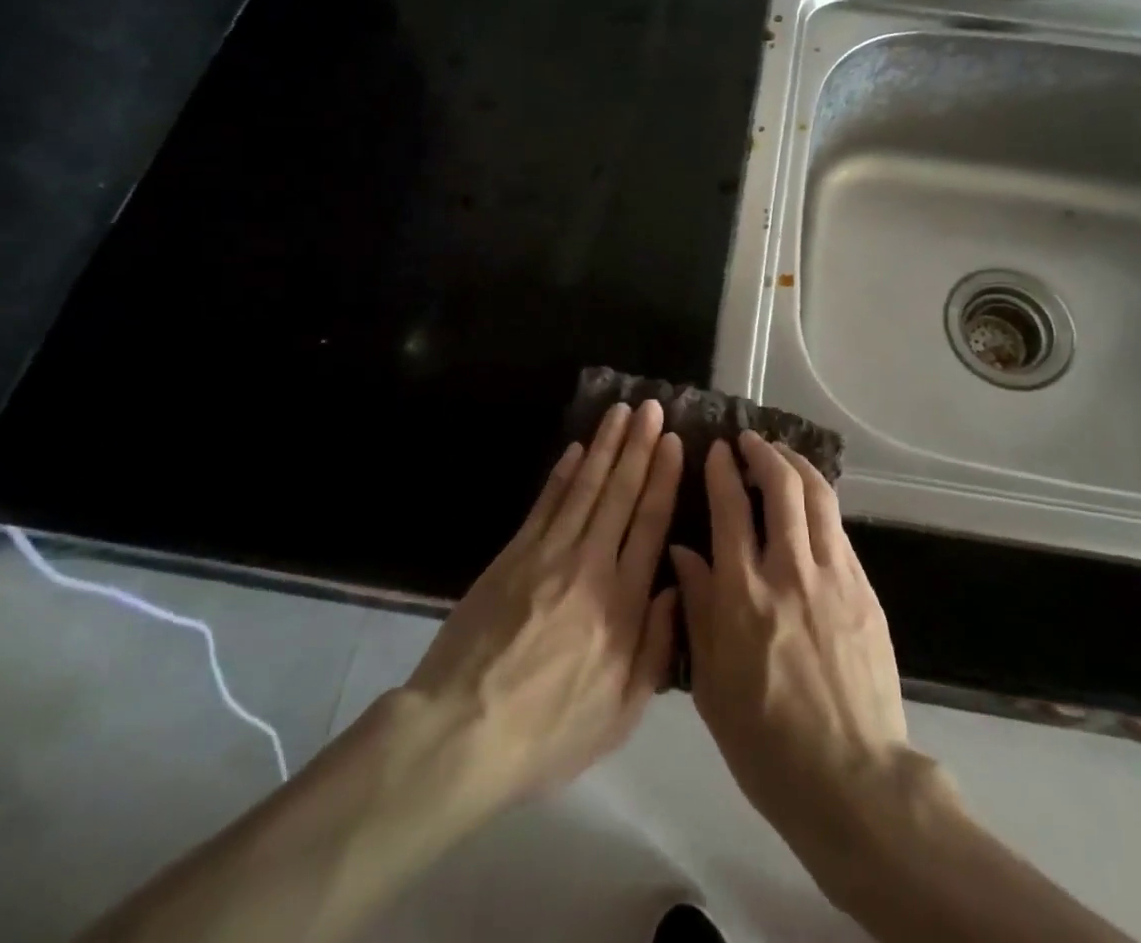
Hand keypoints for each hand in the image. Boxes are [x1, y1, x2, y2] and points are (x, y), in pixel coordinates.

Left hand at [395, 400, 682, 811]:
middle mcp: (589, 565)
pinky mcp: (512, 555)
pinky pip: (545, 504)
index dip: (663, 478)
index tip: (674, 441)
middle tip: (652, 408)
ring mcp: (546, 555)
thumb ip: (657, 646)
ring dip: (605, 446)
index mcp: (622, 603)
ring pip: (584, 487)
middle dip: (639, 446)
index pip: (649, 524)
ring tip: (621, 412)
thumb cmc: (549, 731)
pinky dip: (562, 473)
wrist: (462, 732)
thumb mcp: (621, 710)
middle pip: (619, 493)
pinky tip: (575, 450)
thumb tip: (678, 586)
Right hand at [668, 432, 911, 865]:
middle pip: (782, 487)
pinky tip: (812, 506)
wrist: (852, 780)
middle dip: (764, 452)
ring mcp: (833, 577)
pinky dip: (821, 504)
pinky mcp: (864, 590)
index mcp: (743, 596)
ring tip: (783, 455)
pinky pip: (839, 530)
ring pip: (818, 497)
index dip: (722, 470)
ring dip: (798, 466)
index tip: (717, 450)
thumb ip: (697, 610)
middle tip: (751, 441)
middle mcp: (789, 572)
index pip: (730, 509)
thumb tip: (682, 552)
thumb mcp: (712, 684)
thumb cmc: (766, 743)